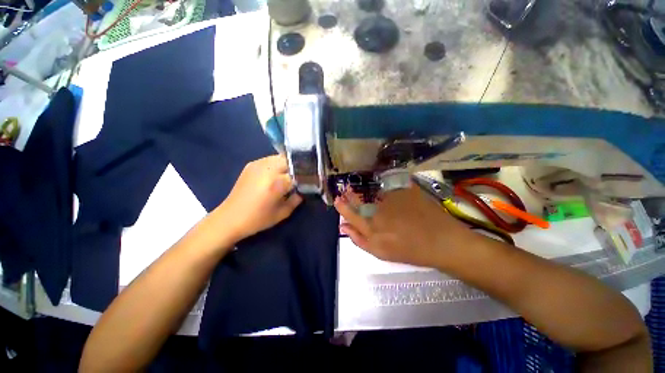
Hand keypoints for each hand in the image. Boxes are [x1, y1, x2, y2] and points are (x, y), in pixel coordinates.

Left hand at [216, 155, 301, 241]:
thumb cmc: (258, 219)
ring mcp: (258, 164)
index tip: (313, 180)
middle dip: (299, 167)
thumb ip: (297, 199)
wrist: (230, 218)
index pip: (299, 173)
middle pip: (291, 160)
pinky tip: (277, 173)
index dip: (308, 176)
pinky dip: (278, 164)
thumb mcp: (283, 213)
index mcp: (277, 183)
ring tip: (291, 174)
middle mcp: (268, 169)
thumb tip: (305, 189)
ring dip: (289, 164)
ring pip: (281, 157)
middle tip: (303, 176)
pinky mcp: (251, 164)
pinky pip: (270, 159)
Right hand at [335, 186, 471, 267]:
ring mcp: (392, 200)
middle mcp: (379, 213)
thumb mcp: (381, 252)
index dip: (342, 206)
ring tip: (377, 200)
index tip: (338, 199)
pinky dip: (388, 191)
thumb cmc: (411, 252)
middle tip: (348, 191)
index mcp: (372, 230)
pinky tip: (392, 196)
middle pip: (359, 201)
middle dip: (351, 195)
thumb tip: (343, 226)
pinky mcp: (405, 191)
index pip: (350, 214)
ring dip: (370, 194)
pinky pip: (390, 188)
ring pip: (374, 194)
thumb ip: (359, 239)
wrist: (443, 242)